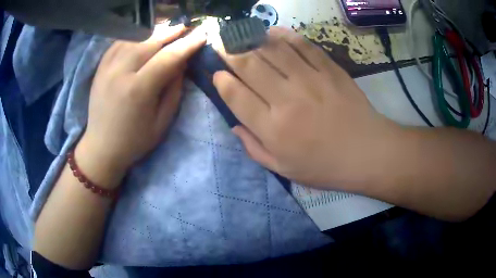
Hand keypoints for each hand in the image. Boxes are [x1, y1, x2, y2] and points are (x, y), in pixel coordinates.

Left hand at [77, 24, 205, 179]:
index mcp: (138, 90)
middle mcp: (120, 73)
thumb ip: (173, 90)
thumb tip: (181, 64)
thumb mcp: (162, 122)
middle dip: (170, 32)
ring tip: (166, 28)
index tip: (201, 36)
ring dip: (152, 31)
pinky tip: (142, 35)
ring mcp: (107, 69)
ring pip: (133, 39)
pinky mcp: (99, 69)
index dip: (187, 45)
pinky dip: (132, 36)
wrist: (101, 148)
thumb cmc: (134, 141)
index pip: (167, 58)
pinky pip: (117, 44)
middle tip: (185, 26)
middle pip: (149, 43)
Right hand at [213, 27, 400, 188]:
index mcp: (273, 129)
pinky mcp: (329, 69)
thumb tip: (234, 126)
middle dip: (229, 52)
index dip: (221, 81)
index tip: (217, 74)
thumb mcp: (284, 170)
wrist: (367, 153)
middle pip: (249, 66)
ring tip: (242, 36)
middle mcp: (287, 100)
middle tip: (221, 44)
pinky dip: (284, 35)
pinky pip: (302, 45)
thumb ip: (254, 148)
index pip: (236, 96)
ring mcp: (310, 80)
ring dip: (252, 40)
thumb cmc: (325, 167)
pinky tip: (273, 32)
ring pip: (272, 50)